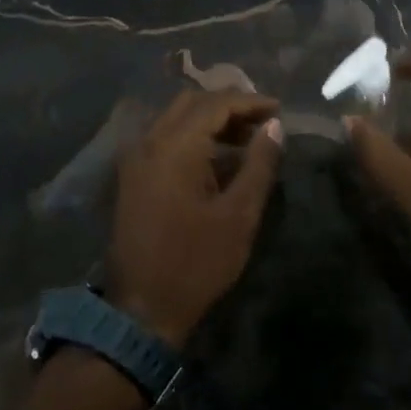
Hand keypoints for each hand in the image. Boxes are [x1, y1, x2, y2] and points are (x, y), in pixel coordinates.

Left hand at [108, 89, 283, 347]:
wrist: (142, 307)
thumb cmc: (197, 262)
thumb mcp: (239, 215)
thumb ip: (259, 164)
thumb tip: (275, 126)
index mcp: (175, 147)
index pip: (216, 104)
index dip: (250, 102)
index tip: (279, 110)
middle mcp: (149, 142)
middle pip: (191, 103)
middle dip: (228, 105)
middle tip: (262, 122)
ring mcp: (135, 159)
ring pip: (174, 119)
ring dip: (209, 120)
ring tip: (245, 139)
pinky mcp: (131, 177)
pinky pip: (162, 139)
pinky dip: (190, 136)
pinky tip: (214, 158)